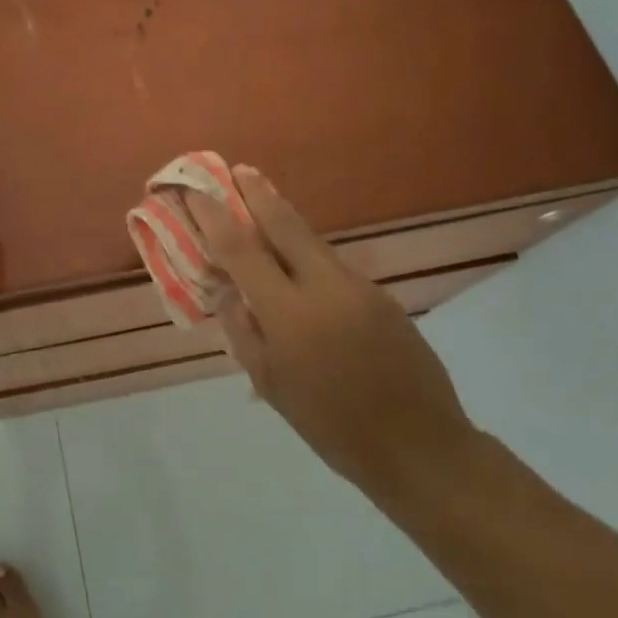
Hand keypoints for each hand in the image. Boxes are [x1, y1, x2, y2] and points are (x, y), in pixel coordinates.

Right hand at [185, 166, 478, 506]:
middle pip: (284, 225)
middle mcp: (325, 288)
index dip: (214, 218)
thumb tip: (225, 289)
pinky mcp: (381, 295)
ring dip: (283, 218)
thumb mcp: (272, 386)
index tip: (196, 193)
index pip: (241, 252)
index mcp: (290, 315)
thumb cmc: (332, 426)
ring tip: (261, 202)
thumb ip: (244, 331)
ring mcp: (358, 287)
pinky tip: (300, 265)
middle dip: (258, 194)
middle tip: (239, 169)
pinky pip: (333, 265)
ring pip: (312, 241)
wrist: (420, 448)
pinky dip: (308, 254)